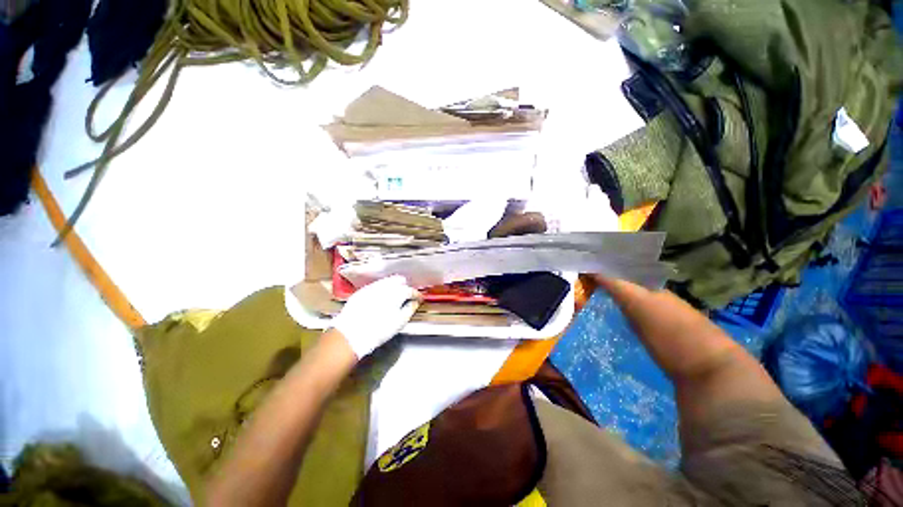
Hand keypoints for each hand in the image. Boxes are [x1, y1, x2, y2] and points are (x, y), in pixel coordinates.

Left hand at [330, 275, 420, 359]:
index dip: (417, 295)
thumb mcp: (399, 322)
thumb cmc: (379, 330)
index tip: (419, 299)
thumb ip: (410, 309)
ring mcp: (372, 287)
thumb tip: (415, 302)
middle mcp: (385, 286)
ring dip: (393, 286)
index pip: (411, 290)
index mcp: (397, 293)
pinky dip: (381, 289)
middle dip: (405, 286)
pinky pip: (376, 285)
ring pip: (387, 281)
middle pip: (399, 280)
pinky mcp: (362, 291)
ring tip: (394, 297)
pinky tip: (381, 298)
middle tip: (407, 296)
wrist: (351, 334)